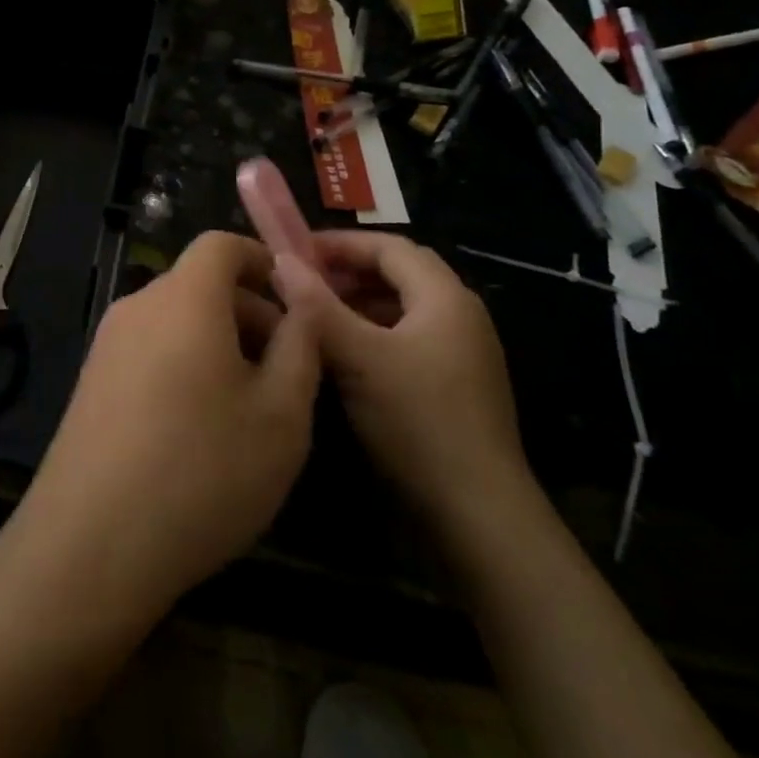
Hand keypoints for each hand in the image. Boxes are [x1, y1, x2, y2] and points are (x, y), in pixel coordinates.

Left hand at [13, 231, 321, 623]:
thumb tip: (300, 304)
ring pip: (174, 320)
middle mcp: (138, 307)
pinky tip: (200, 428)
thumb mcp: (282, 414)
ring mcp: (106, 345)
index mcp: (184, 299)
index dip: (261, 259)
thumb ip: (300, 346)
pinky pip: (149, 350)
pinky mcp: (90, 383)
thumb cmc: (203, 471)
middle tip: (285, 367)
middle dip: (248, 311)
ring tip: (249, 404)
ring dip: (217, 342)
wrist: (91, 543)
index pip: (220, 244)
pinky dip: (183, 364)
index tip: (294, 298)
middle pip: (198, 284)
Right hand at [271, 232, 534, 536]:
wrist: (478, 514)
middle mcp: (460, 315)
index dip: (340, 243)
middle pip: (398, 273)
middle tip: (301, 282)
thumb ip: (316, 307)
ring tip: (314, 316)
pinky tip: (342, 354)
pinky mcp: (455, 385)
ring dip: (357, 303)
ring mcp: (461, 352)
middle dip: (348, 271)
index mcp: (445, 298)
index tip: (294, 251)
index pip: (389, 246)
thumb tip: (281, 262)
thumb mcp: (358, 358)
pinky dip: (372, 333)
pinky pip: (407, 339)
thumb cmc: (418, 422)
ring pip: (401, 308)